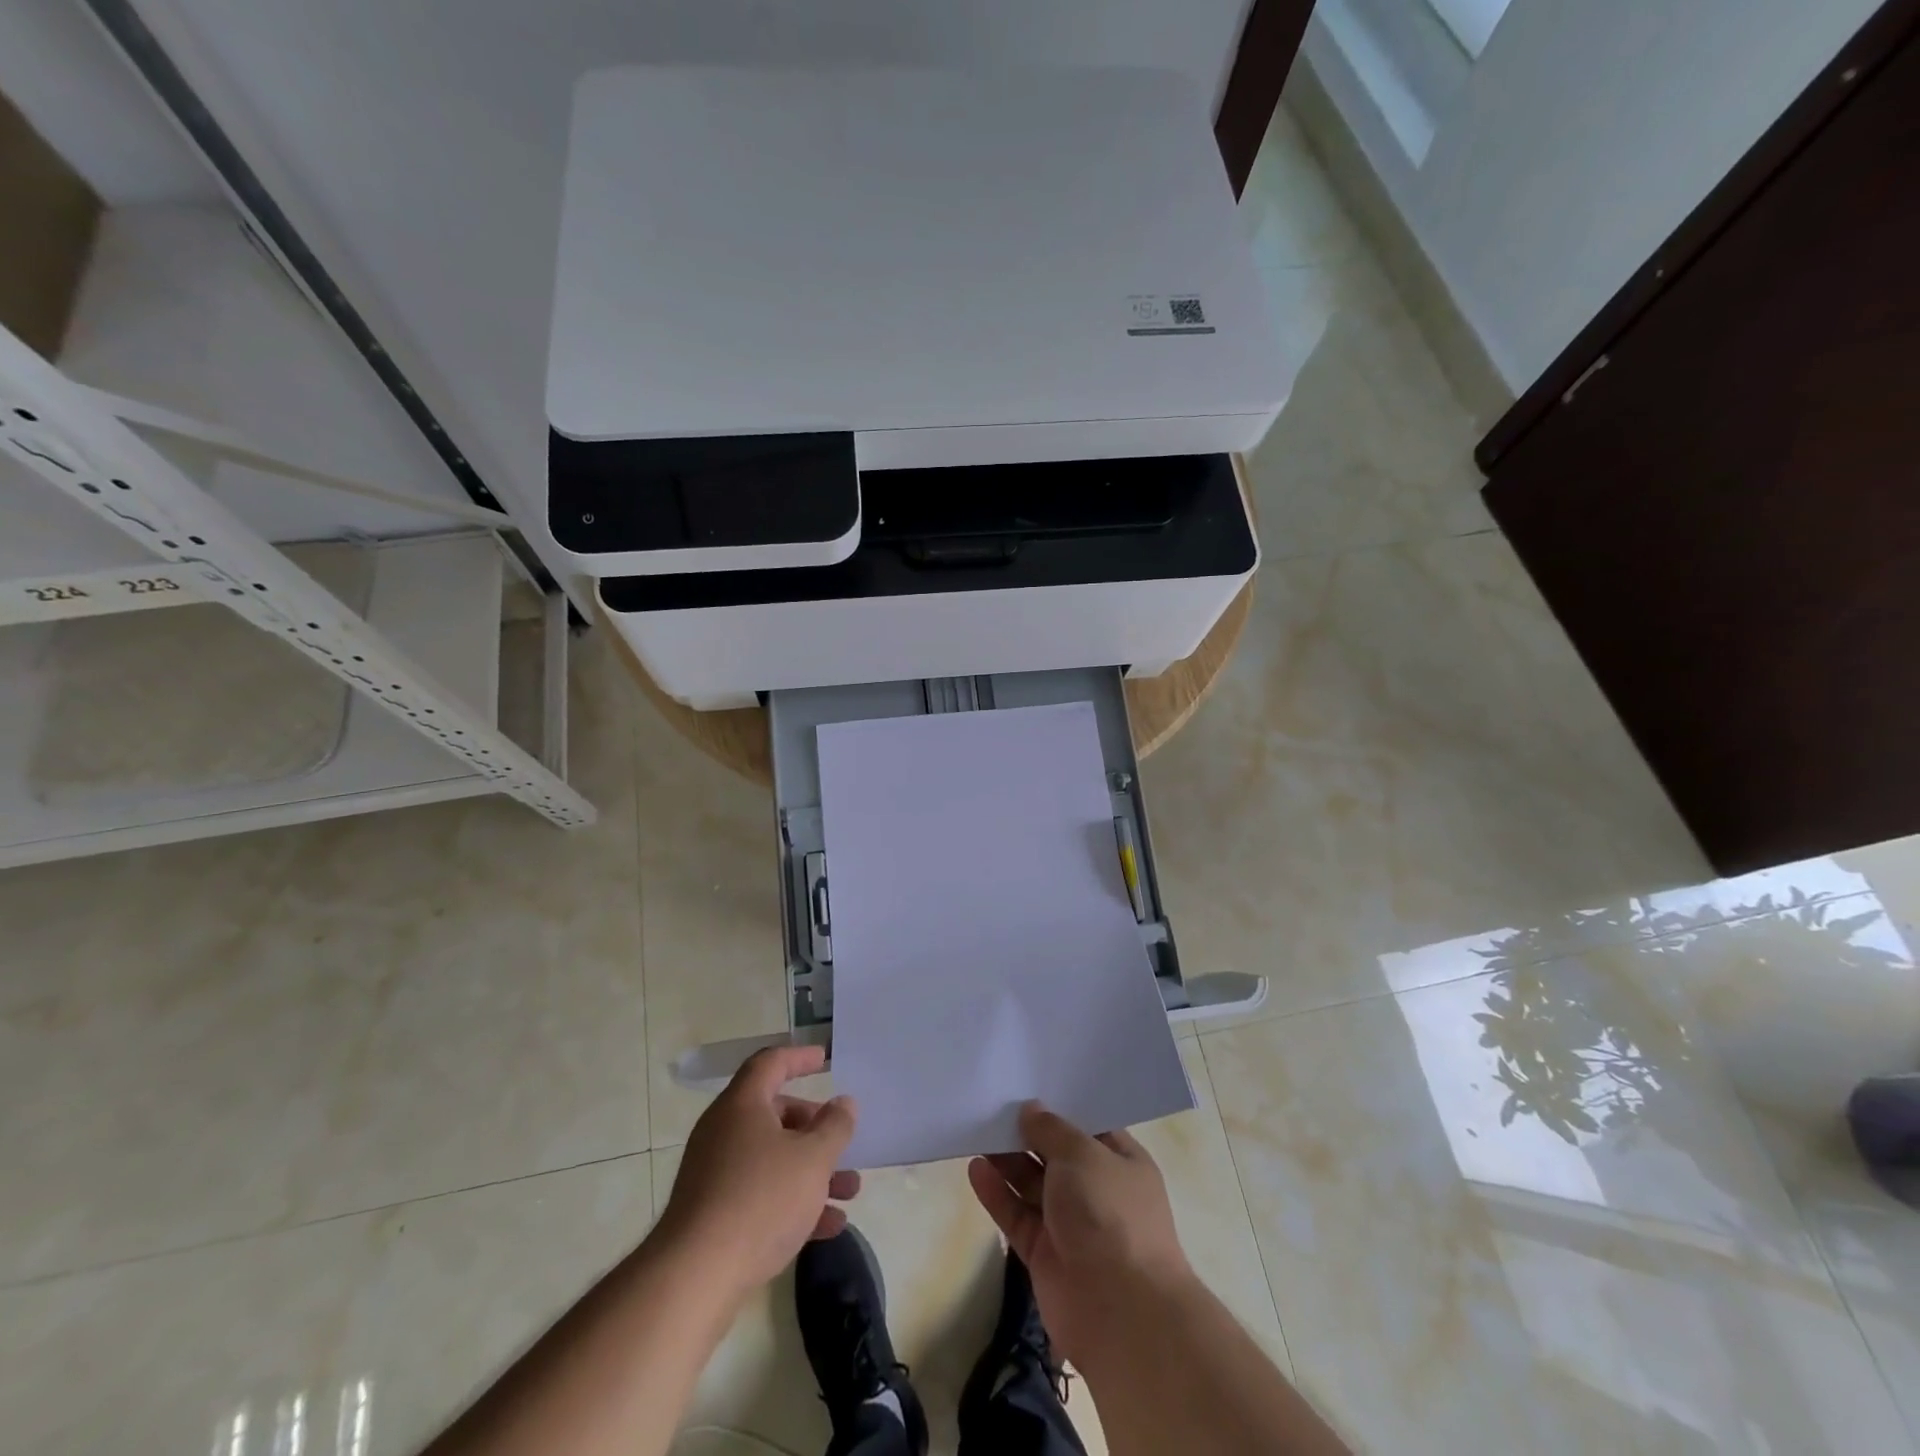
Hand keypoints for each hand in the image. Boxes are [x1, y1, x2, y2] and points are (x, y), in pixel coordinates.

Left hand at [658, 1045, 859, 1300]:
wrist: (695, 1278)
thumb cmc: (760, 1200)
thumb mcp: (813, 1159)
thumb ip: (834, 1127)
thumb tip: (844, 1103)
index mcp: (742, 1105)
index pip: (771, 1063)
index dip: (799, 1057)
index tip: (824, 1059)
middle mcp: (724, 1131)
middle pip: (775, 1114)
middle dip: (814, 1128)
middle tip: (842, 1141)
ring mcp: (714, 1174)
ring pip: (772, 1159)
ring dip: (812, 1171)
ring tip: (850, 1191)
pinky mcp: (712, 1214)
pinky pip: (760, 1194)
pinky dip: (793, 1202)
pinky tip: (828, 1226)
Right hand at [967, 1103, 1192, 1364]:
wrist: (1121, 1312)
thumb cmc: (1110, 1215)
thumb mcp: (1082, 1155)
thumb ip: (1052, 1130)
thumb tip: (1030, 1109)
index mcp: (1121, 1162)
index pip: (1088, 1126)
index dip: (1059, 1107)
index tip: (1027, 1083)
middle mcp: (1097, 1190)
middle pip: (1055, 1154)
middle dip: (1027, 1132)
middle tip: (991, 1103)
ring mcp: (1070, 1224)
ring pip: (1032, 1184)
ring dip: (1007, 1160)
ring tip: (976, 1129)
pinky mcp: (1044, 1254)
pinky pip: (1017, 1215)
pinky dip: (998, 1194)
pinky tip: (975, 1169)